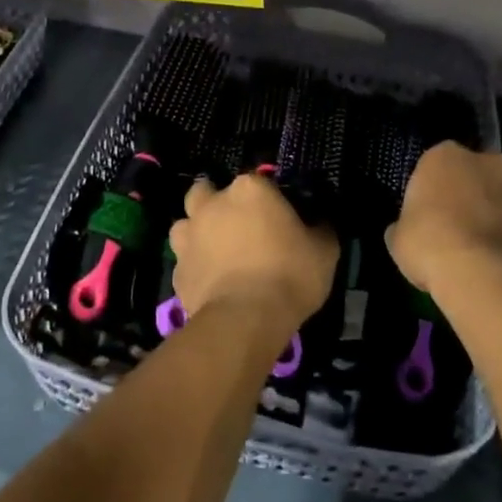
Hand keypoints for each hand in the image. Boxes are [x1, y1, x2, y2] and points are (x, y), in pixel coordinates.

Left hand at [170, 174, 338, 332]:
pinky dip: (194, 268)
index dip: (267, 198)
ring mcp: (189, 235)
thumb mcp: (324, 250)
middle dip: (216, 202)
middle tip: (236, 225)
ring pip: (185, 223)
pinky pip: (184, 261)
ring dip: (197, 232)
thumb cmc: (289, 275)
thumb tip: (320, 222)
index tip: (278, 217)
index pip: (257, 181)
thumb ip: (320, 228)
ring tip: (215, 252)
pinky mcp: (178, 269)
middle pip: (206, 191)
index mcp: (249, 189)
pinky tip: (210, 282)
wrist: (245, 319)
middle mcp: (213, 203)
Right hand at [387, 142, 501, 301]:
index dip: (438, 190)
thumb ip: (406, 226)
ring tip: (497, 254)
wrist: (487, 275)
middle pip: (483, 174)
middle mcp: (491, 161)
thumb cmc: (431, 247)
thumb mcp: (399, 238)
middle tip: (467, 230)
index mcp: (445, 157)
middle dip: (478, 196)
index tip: (435, 216)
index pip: (439, 164)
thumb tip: (407, 230)